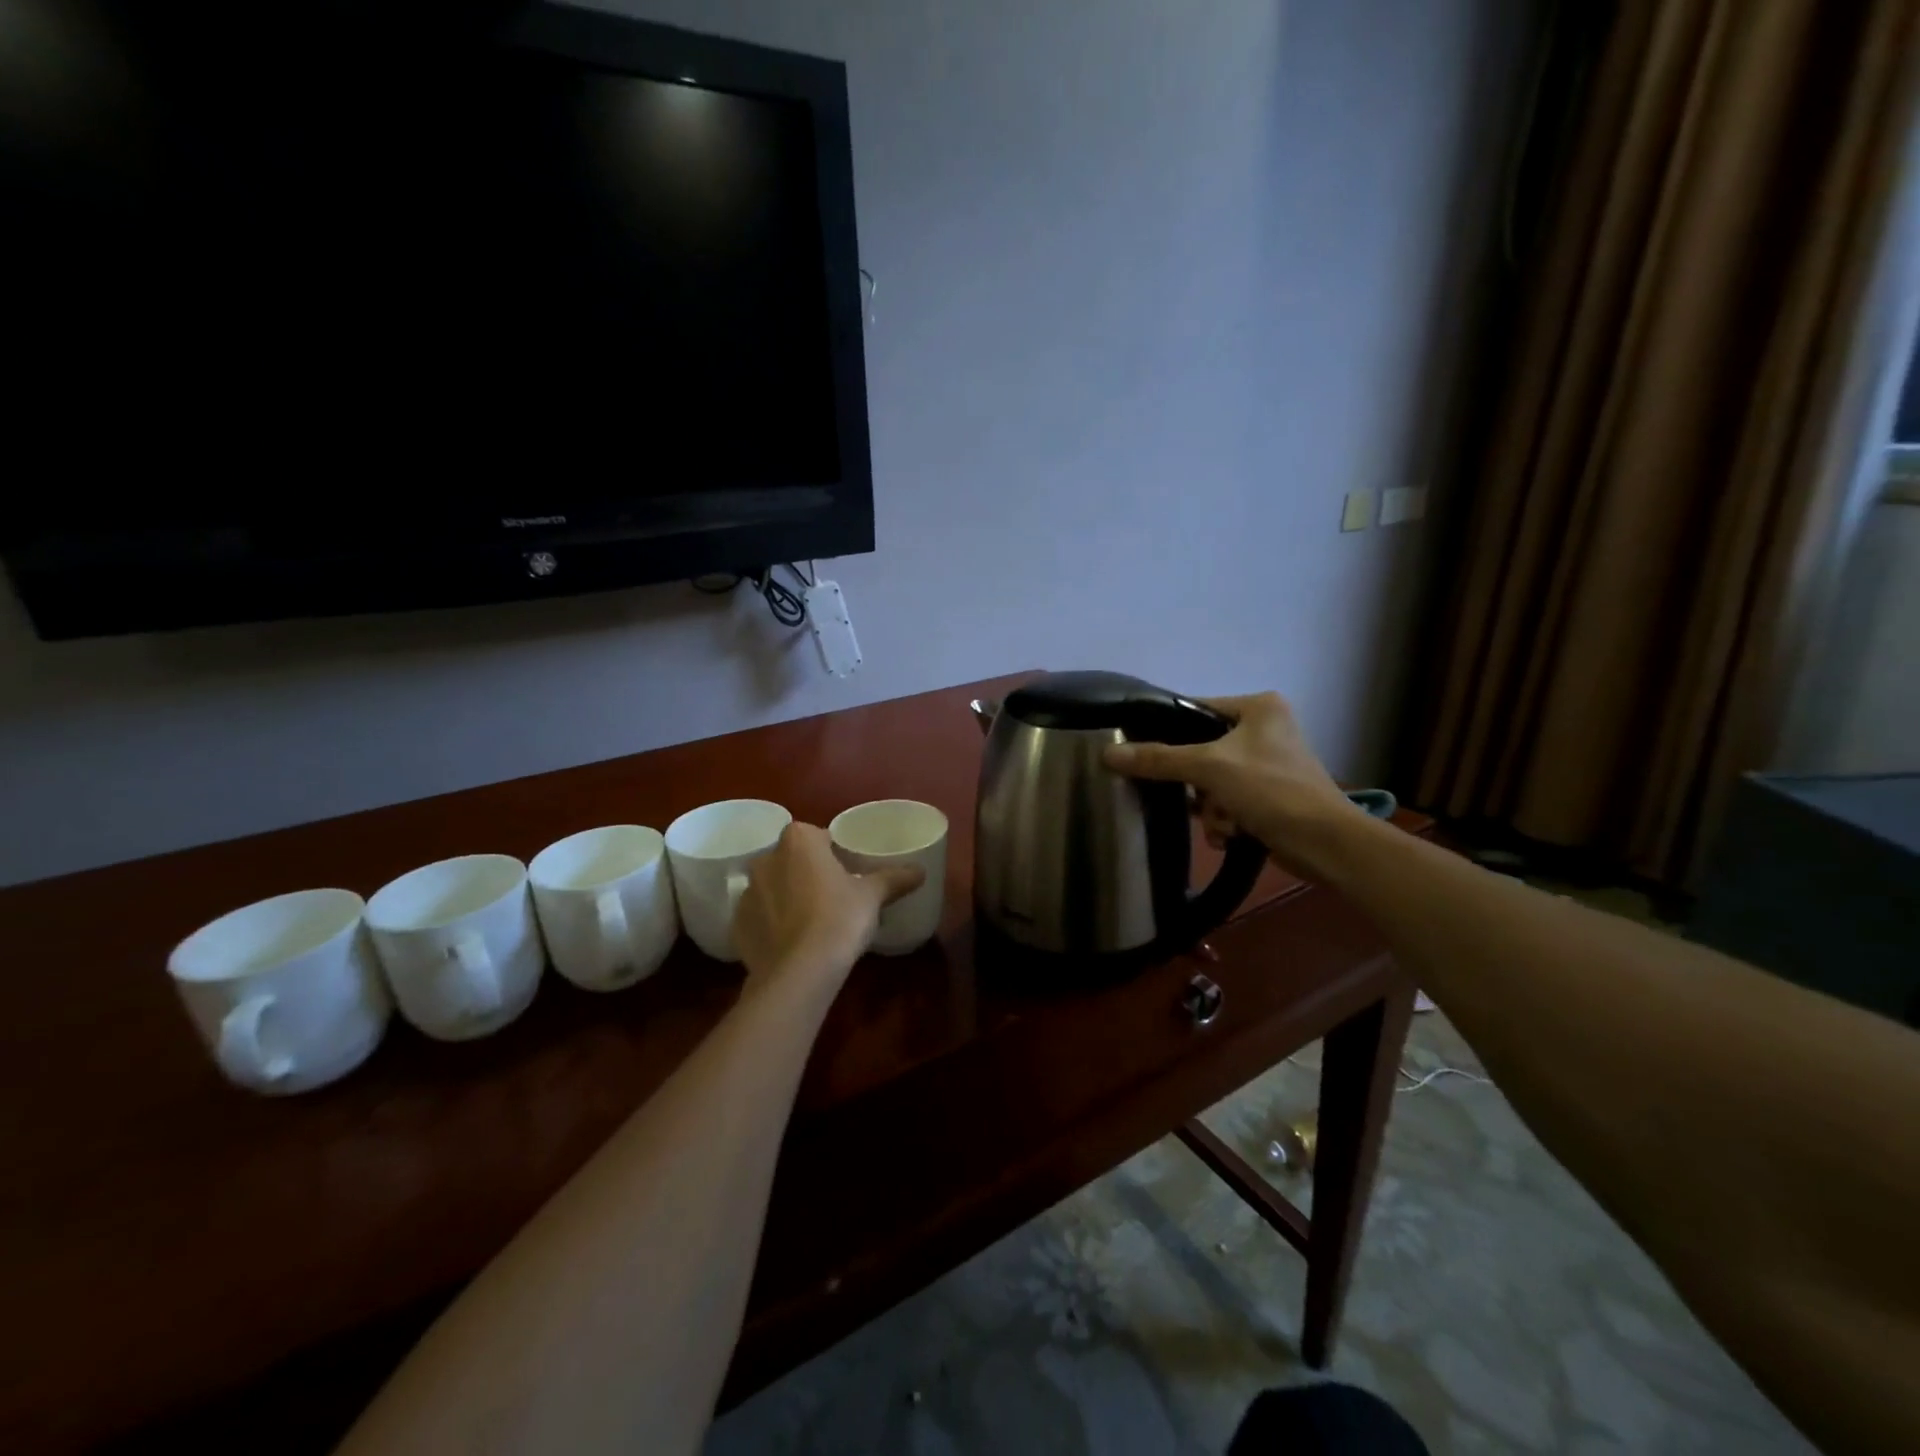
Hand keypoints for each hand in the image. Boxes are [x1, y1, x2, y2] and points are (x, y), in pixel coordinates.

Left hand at [733, 823, 924, 993]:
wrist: (800, 972)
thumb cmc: (839, 919)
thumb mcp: (872, 896)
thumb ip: (895, 878)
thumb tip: (920, 871)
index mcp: (798, 841)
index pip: (816, 836)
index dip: (833, 852)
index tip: (847, 870)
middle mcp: (765, 859)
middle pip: (791, 859)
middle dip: (807, 872)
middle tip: (832, 895)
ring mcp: (746, 893)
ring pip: (772, 887)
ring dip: (787, 897)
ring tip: (811, 922)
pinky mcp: (736, 925)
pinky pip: (758, 916)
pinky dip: (771, 924)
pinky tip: (791, 942)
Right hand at [1103, 692, 1360, 878]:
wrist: (1326, 844)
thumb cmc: (1272, 790)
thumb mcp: (1210, 768)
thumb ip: (1159, 759)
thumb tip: (1108, 754)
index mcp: (1258, 707)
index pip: (1195, 710)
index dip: (1169, 733)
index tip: (1146, 756)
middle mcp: (1264, 729)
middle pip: (1200, 751)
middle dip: (1197, 785)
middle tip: (1197, 798)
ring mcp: (1268, 764)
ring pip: (1211, 782)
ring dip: (1211, 808)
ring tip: (1224, 821)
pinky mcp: (1270, 796)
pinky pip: (1228, 801)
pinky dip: (1225, 819)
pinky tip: (1233, 833)